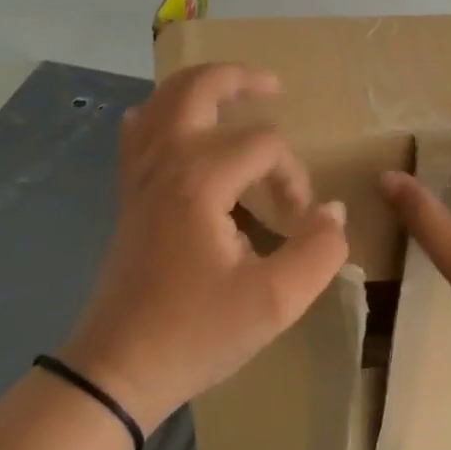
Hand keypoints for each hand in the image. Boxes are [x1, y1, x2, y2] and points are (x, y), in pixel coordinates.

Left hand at [59, 63, 349, 436]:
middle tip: (274, 86)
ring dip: (199, 87)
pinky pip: (138, 132)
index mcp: (200, 180)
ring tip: (233, 93)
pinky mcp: (128, 195)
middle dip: (240, 79)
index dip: (294, 176)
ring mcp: (139, 176)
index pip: (264, 145)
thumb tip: (333, 211)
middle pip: (198, 88)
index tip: (300, 220)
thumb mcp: (275, 301)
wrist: (117, 370)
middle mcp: (164, 162)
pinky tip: (176, 126)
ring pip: (161, 101)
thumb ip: (319, 250)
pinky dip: (160, 113)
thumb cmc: (195, 334)